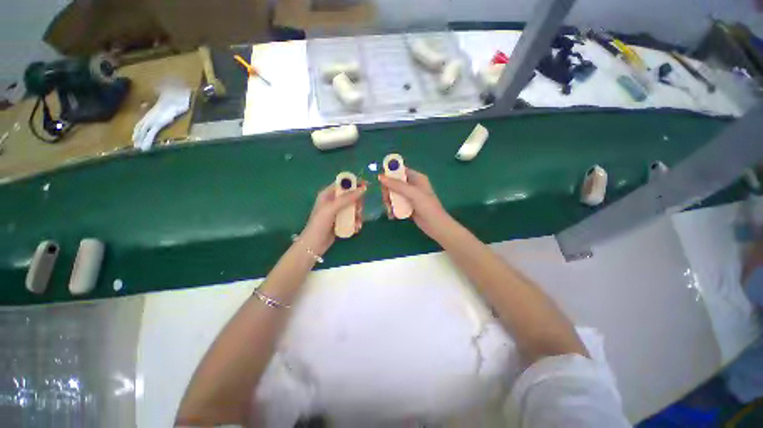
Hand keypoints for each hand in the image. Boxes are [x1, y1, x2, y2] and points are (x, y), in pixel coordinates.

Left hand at [300, 181, 365, 255]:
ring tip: (358, 222)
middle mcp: (333, 201)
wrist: (314, 245)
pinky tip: (356, 228)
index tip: (366, 186)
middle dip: (358, 202)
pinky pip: (353, 217)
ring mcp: (338, 212)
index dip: (354, 183)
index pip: (343, 183)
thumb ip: (347, 198)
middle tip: (359, 210)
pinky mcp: (341, 221)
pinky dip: (356, 222)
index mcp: (328, 194)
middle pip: (351, 196)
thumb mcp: (332, 209)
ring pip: (353, 207)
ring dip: (358, 214)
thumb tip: (363, 189)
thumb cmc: (320, 224)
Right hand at [379, 168, 453, 241]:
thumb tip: (380, 177)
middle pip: (394, 183)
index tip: (381, 181)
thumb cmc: (427, 206)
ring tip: (389, 210)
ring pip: (394, 195)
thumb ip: (397, 185)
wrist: (435, 225)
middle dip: (388, 191)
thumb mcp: (412, 193)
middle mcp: (413, 186)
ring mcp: (410, 197)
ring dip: (389, 201)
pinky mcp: (408, 207)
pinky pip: (396, 204)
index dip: (390, 173)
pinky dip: (392, 208)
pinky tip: (392, 215)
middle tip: (386, 199)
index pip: (400, 171)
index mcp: (416, 178)